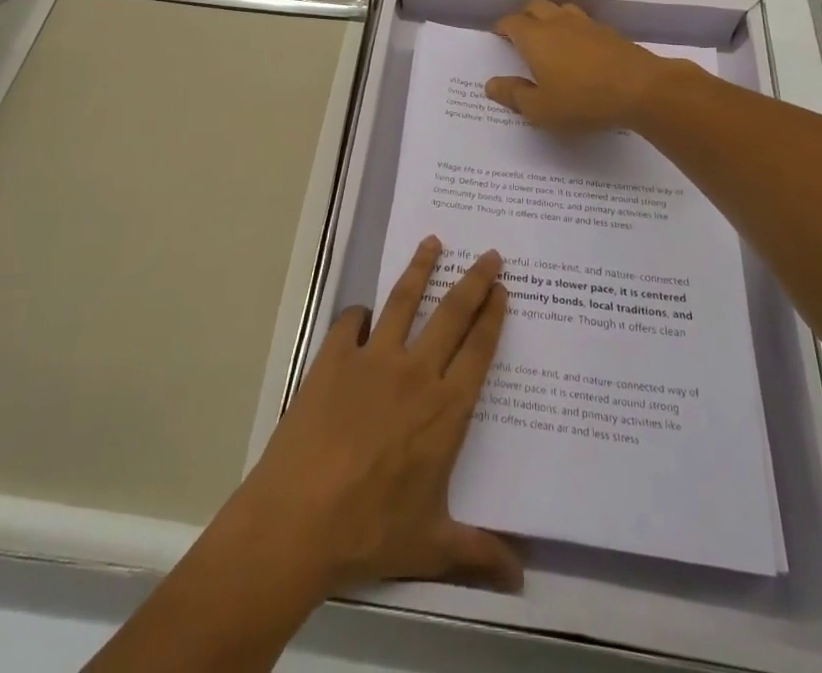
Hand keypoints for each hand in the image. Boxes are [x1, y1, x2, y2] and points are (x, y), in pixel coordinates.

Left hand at [221, 236, 520, 596]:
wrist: (299, 518)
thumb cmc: (370, 531)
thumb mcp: (431, 546)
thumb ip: (478, 553)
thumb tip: (522, 578)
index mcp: (445, 410)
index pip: (478, 350)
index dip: (493, 317)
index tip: (503, 290)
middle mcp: (415, 373)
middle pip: (452, 313)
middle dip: (474, 280)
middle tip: (489, 254)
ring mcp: (372, 359)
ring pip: (404, 300)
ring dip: (421, 269)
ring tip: (432, 242)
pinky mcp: (333, 357)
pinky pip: (350, 322)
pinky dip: (358, 315)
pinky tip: (361, 315)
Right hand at [486, 0, 679, 131]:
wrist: (641, 89)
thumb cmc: (583, 101)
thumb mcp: (541, 109)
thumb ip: (514, 95)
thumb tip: (491, 84)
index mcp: (535, 38)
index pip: (512, 22)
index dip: (502, 27)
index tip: (498, 36)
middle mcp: (558, 23)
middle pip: (536, 7)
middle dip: (524, 17)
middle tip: (520, 34)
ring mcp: (586, 24)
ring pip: (562, 9)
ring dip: (551, 17)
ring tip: (549, 35)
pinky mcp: (609, 32)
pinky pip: (584, 22)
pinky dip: (574, 28)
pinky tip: (580, 47)